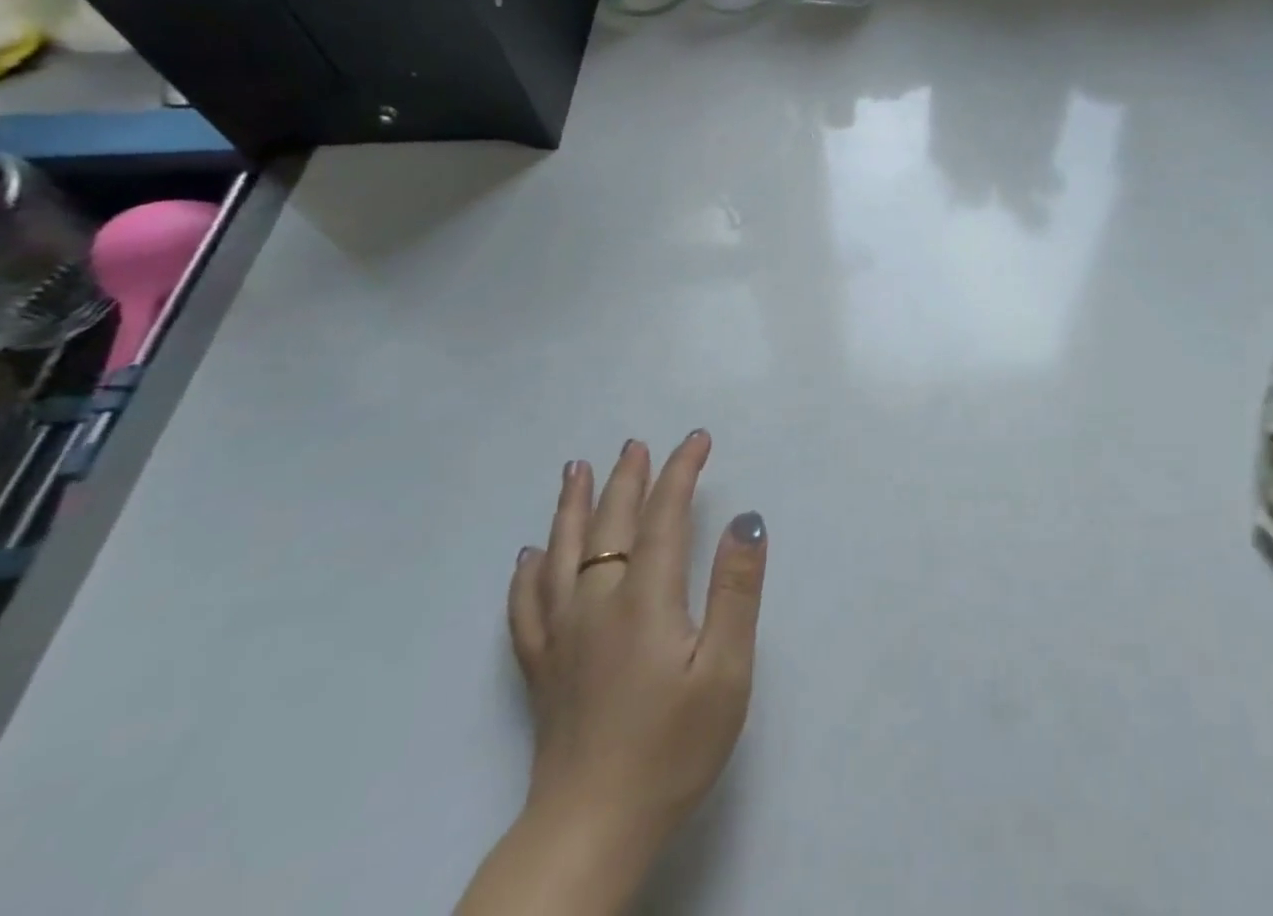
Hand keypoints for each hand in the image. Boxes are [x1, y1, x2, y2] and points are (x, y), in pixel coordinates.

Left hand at [507, 431, 767, 875]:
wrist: (590, 831)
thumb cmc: (672, 747)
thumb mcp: (725, 670)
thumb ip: (735, 591)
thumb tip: (746, 521)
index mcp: (644, 598)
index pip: (664, 515)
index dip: (680, 472)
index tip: (697, 439)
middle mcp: (596, 603)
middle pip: (609, 524)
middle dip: (627, 478)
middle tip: (635, 443)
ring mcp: (562, 635)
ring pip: (560, 553)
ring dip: (571, 506)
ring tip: (575, 470)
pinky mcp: (542, 668)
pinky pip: (526, 605)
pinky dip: (526, 572)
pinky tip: (526, 557)